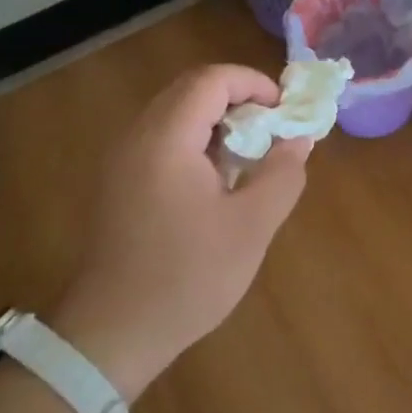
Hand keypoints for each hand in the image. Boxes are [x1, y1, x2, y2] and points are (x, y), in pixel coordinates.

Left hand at [50, 65, 311, 401]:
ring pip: (175, 113)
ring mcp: (122, 159)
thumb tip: (298, 138)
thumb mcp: (251, 226)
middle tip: (272, 129)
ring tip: (250, 154)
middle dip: (238, 99)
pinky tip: (217, 180)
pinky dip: (196, 141)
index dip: (253, 83)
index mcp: (166, 138)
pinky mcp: (119, 181)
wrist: (113, 332)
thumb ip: (282, 174)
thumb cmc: (187, 277)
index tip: (284, 111)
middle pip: (191, 90)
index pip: (211, 80)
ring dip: (217, 120)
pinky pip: (162, 139)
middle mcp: (137, 136)